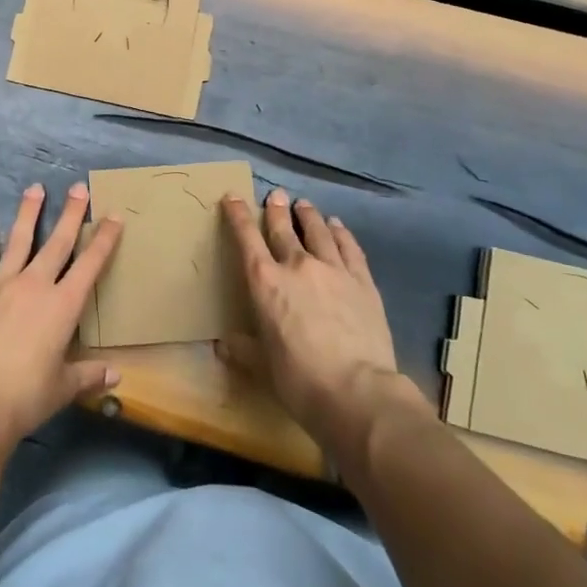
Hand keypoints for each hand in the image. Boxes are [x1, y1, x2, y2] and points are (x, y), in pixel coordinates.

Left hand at [0, 182, 123, 459]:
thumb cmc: (26, 397)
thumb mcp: (64, 388)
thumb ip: (89, 375)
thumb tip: (117, 375)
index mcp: (63, 306)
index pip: (90, 264)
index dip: (104, 239)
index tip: (114, 216)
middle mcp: (35, 285)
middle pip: (57, 242)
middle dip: (71, 214)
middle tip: (78, 187)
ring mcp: (2, 284)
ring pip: (19, 240)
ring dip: (28, 214)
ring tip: (34, 188)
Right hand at [218, 190, 428, 451]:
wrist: (357, 392)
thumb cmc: (299, 381)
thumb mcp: (263, 367)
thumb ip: (243, 350)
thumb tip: (223, 345)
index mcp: (264, 282)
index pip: (246, 238)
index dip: (237, 215)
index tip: (233, 197)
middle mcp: (296, 265)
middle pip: (283, 228)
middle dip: (276, 209)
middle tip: (275, 194)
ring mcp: (333, 269)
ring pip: (318, 231)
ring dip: (308, 215)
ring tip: (304, 205)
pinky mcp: (362, 281)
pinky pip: (349, 247)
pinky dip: (341, 233)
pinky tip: (337, 226)